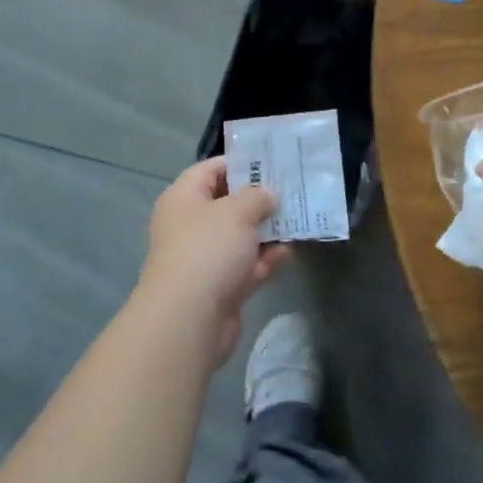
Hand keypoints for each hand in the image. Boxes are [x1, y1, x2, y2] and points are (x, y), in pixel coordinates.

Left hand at [137, 158, 289, 364]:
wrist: (189, 319)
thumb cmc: (208, 249)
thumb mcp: (237, 211)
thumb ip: (257, 197)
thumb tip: (267, 196)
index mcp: (183, 198)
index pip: (211, 169)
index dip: (241, 163)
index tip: (272, 163)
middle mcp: (190, 225)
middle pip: (228, 203)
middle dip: (259, 198)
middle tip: (292, 189)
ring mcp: (204, 258)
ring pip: (240, 236)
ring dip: (267, 230)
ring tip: (299, 217)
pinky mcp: (220, 287)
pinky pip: (246, 265)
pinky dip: (266, 258)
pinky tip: (290, 250)